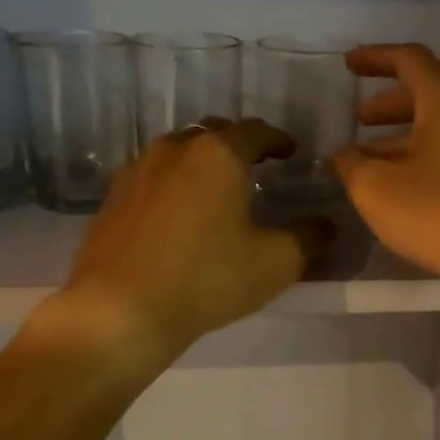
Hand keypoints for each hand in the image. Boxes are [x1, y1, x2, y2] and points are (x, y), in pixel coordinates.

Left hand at [60, 118, 334, 363]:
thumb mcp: (275, 264)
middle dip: (237, 146)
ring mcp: (137, 170)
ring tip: (214, 189)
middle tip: (254, 167)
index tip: (290, 152)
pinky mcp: (112, 198)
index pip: (255, 131)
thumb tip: (326, 225)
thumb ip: (309, 238)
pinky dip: (171, 185)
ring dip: (200, 163)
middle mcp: (175, 149)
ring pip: (177, 153)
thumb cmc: (207, 279)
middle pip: (212, 134)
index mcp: (218, 154)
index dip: (278, 140)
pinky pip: (151, 178)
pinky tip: (175, 214)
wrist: (122, 308)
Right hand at [334, 44, 439, 290]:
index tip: (348, 65)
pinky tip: (405, 188)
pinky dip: (423, 158)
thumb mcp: (377, 189)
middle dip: (388, 105)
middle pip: (427, 94)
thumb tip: (345, 155)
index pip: (409, 60)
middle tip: (360, 122)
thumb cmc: (439, 213)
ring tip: (373, 162)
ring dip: (403, 137)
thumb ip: (352, 165)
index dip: (375, 57)